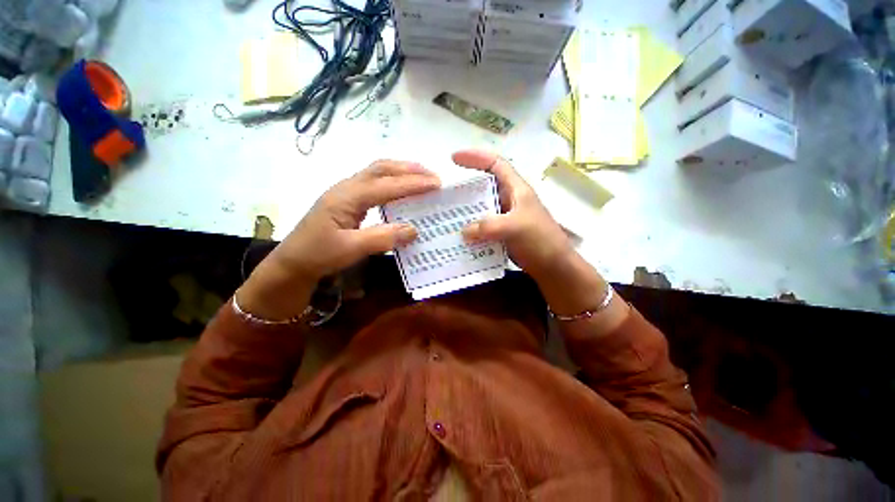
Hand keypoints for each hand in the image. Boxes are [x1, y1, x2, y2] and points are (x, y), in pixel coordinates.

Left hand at [269, 160, 440, 280]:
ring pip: (378, 173)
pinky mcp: (349, 200)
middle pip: (382, 168)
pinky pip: (375, 183)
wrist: (293, 261)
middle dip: (409, 169)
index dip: (413, 184)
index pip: (387, 185)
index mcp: (347, 196)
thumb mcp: (350, 249)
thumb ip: (382, 238)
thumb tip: (414, 230)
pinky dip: (394, 182)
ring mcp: (347, 192)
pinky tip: (403, 191)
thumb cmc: (318, 254)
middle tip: (433, 176)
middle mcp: (348, 187)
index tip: (437, 184)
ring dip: (402, 172)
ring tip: (423, 178)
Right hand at [452, 150, 571, 278]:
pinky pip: (483, 227)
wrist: (554, 267)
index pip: (495, 164)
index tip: (454, 159)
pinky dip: (471, 229)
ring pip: (482, 209)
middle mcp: (510, 200)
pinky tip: (459, 237)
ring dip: (466, 212)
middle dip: (465, 188)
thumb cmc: (541, 241)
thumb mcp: (515, 227)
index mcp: (517, 189)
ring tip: (446, 216)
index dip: (475, 157)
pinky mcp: (503, 234)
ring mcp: (506, 218)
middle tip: (444, 195)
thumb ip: (488, 226)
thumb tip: (463, 231)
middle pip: (485, 187)